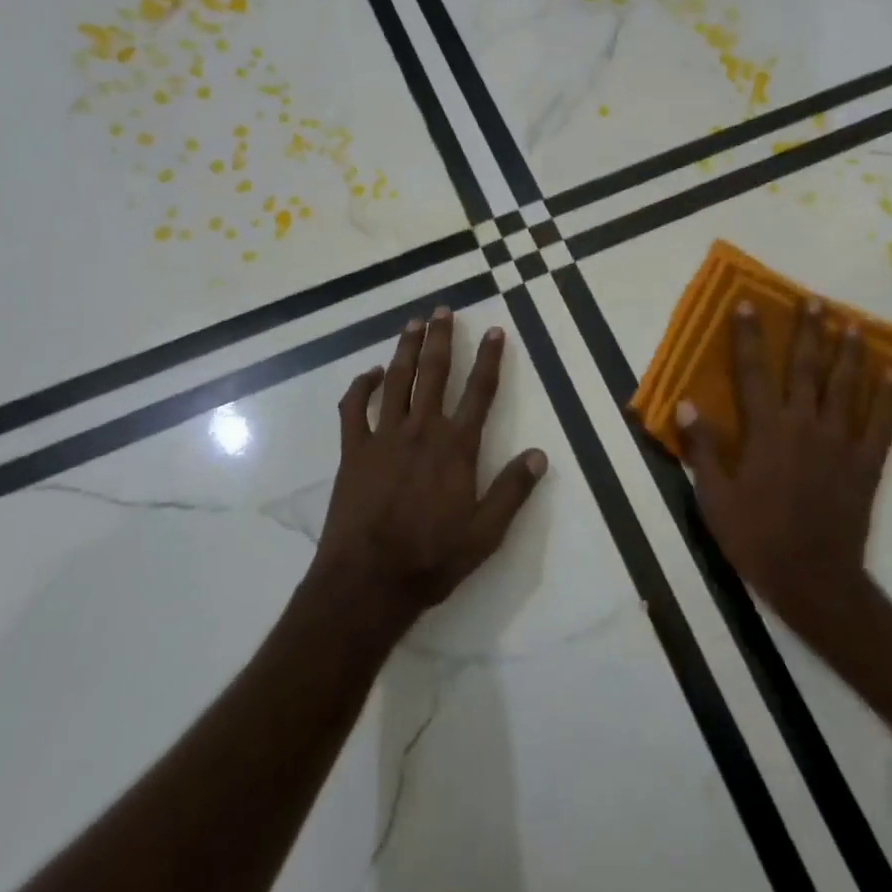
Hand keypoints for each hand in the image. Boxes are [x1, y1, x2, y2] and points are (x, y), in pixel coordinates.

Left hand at [310, 308, 547, 636]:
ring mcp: (383, 437)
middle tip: (443, 309)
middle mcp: (421, 430)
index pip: (479, 391)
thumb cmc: (431, 558)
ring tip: (413, 322)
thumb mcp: (486, 533)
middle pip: (433, 373)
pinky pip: (354, 409)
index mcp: (456, 446)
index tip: (495, 330)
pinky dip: (361, 387)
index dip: (490, 359)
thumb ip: (513, 490)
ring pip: (396, 380)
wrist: (367, 582)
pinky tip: (370, 374)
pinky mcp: (352, 452)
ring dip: (405, 349)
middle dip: (441, 338)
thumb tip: (539, 455)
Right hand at [676, 300, 891, 640]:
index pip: (753, 372)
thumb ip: (701, 448)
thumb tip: (686, 401)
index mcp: (766, 432)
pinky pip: (882, 421)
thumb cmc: (757, 539)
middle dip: (808, 331)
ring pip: (845, 386)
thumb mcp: (714, 499)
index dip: (749, 336)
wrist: (814, 580)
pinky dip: (889, 394)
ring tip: (852, 322)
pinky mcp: (866, 462)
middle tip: (815, 300)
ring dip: (848, 351)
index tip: (749, 303)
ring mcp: (840, 442)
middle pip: (806, 368)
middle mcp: (804, 425)